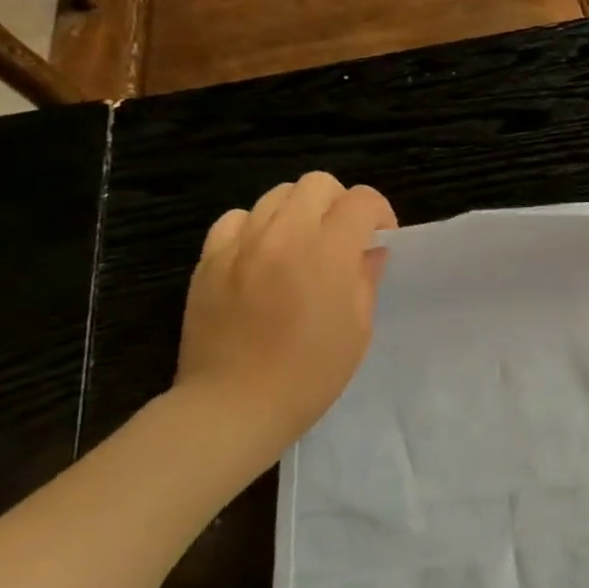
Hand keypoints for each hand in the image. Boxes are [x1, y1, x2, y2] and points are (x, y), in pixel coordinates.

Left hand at [174, 171, 397, 452]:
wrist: (235, 404)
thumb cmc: (311, 373)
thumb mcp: (358, 329)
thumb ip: (365, 279)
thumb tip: (369, 252)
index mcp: (327, 254)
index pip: (360, 201)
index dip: (378, 213)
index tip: (379, 238)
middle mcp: (283, 236)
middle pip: (317, 184)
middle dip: (339, 204)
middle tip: (342, 239)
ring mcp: (240, 245)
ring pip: (275, 196)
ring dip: (299, 213)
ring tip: (301, 247)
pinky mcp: (209, 260)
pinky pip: (236, 220)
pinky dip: (256, 228)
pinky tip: (262, 257)